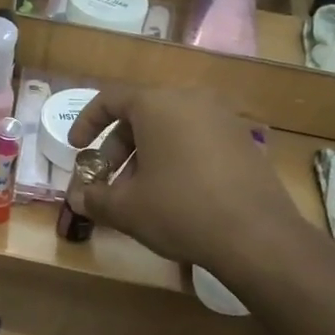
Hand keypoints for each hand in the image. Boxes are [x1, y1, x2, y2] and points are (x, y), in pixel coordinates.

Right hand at [67, 88, 314, 279]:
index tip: (77, 149)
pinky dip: (176, 158)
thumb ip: (95, 198)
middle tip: (107, 180)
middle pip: (142, 114)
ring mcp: (222, 118)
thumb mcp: (127, 209)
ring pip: (171, 128)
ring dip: (146, 154)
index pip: (111, 99)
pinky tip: (174, 194)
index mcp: (158, 104)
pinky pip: (197, 139)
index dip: (87, 122)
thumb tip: (77, 198)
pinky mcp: (243, 140)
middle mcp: (191, 100)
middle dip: (117, 147)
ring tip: (139, 193)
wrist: (256, 235)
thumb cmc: (180, 210)